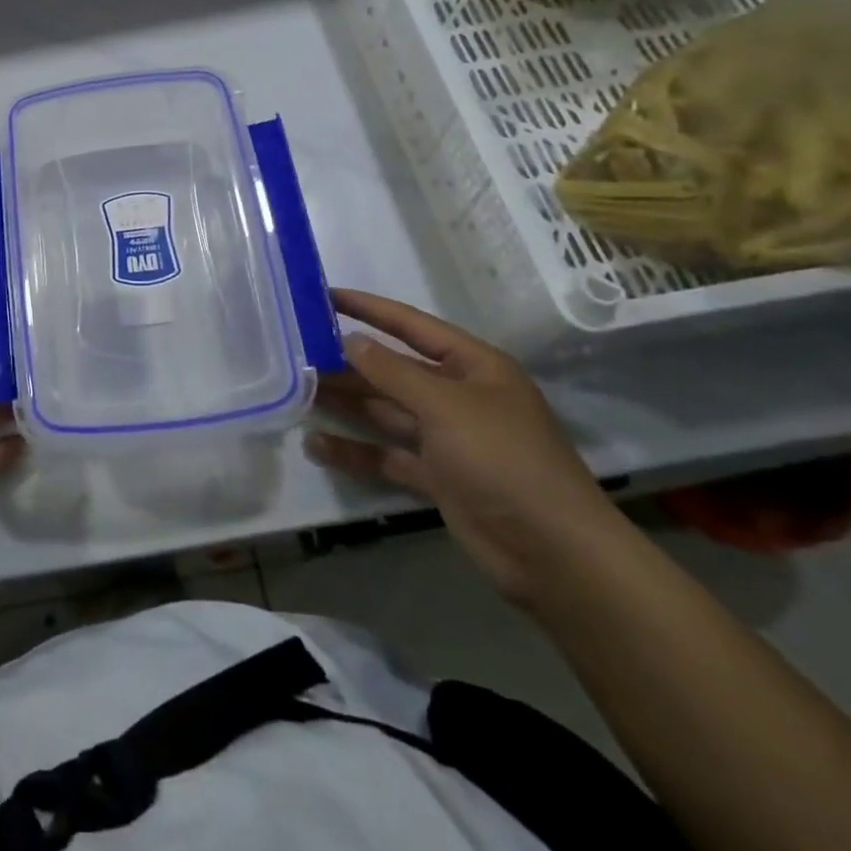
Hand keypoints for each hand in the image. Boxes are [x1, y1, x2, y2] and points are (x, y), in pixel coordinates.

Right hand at [304, 289, 628, 608]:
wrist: (554, 554)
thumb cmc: (503, 460)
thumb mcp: (445, 405)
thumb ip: (392, 371)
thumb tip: (349, 341)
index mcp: (474, 367)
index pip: (411, 326)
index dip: (368, 309)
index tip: (324, 295)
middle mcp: (459, 396)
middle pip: (393, 369)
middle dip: (348, 362)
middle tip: (297, 351)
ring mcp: (448, 438)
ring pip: (385, 411)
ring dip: (346, 403)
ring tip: (296, 393)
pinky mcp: (438, 477)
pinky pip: (387, 455)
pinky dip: (355, 451)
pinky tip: (316, 445)